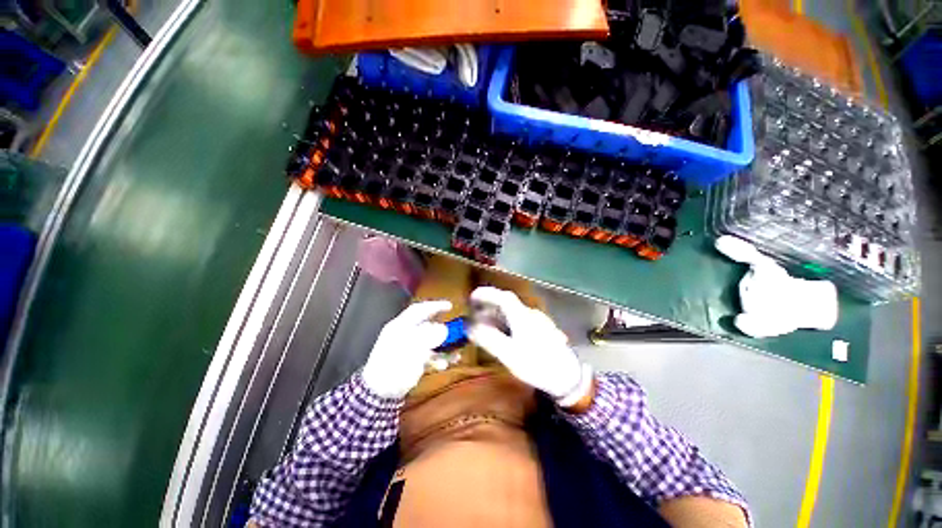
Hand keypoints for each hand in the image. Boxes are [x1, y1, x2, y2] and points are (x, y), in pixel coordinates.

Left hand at [362, 300, 450, 397]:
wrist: (379, 393)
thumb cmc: (393, 366)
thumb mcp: (411, 349)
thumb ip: (428, 337)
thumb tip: (444, 329)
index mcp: (401, 326)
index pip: (419, 310)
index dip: (434, 306)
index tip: (450, 306)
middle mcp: (405, 334)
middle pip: (427, 325)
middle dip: (443, 328)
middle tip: (457, 331)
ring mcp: (410, 348)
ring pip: (431, 341)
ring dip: (444, 346)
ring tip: (456, 352)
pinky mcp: (413, 361)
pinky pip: (430, 355)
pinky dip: (439, 358)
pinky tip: (445, 364)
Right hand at [467, 287, 591, 404]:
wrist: (568, 378)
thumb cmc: (537, 364)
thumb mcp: (509, 354)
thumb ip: (488, 338)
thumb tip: (469, 326)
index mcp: (523, 316)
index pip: (503, 297)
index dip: (487, 294)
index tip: (472, 297)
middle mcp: (531, 314)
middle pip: (507, 304)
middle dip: (489, 305)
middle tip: (474, 312)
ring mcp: (538, 321)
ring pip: (513, 312)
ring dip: (498, 314)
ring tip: (485, 323)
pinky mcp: (542, 330)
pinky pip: (519, 320)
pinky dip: (507, 322)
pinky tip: (503, 333)